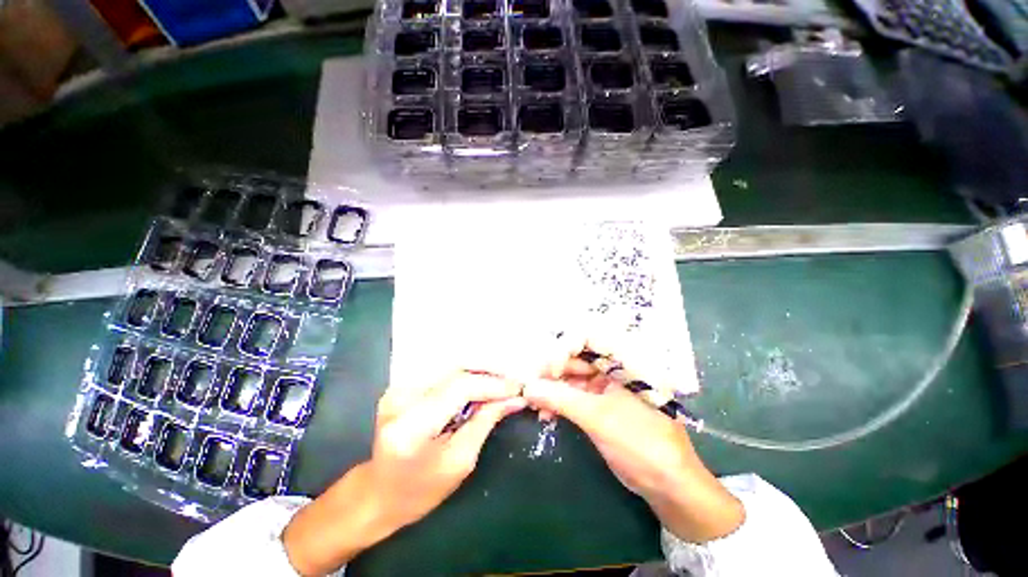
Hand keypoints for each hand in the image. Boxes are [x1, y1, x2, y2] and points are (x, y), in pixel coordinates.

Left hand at [283, 372, 525, 574]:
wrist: (378, 492)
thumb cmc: (420, 490)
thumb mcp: (460, 462)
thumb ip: (486, 422)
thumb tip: (514, 398)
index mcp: (411, 426)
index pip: (459, 387)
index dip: (492, 384)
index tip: (518, 388)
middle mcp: (401, 398)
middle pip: (456, 372)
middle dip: (489, 375)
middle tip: (513, 383)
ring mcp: (398, 389)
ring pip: (451, 369)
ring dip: (480, 374)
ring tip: (502, 383)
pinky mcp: (402, 385)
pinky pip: (442, 374)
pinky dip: (465, 377)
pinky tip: (481, 384)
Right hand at [523, 363, 743, 543]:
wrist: (669, 486)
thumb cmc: (641, 443)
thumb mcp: (599, 418)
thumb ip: (561, 399)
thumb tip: (528, 387)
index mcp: (622, 361)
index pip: (586, 340)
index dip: (563, 350)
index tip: (545, 371)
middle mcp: (613, 369)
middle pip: (576, 359)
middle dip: (551, 372)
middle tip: (530, 386)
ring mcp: (606, 387)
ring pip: (572, 379)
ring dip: (552, 389)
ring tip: (533, 403)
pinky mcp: (600, 405)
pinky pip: (574, 396)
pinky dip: (559, 403)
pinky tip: (545, 413)